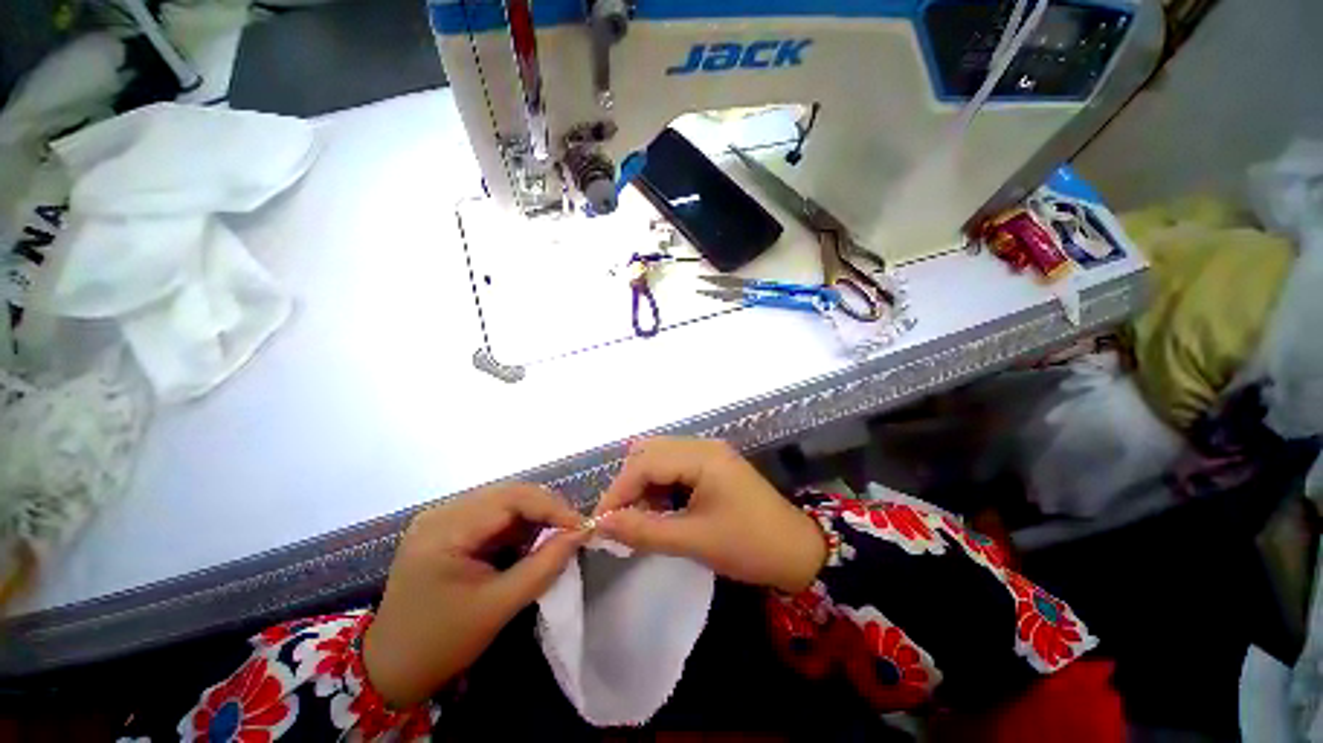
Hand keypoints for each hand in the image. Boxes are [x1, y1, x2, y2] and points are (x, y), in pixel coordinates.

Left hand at [364, 484, 587, 707]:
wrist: (390, 669)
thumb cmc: (441, 643)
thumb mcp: (498, 607)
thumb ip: (544, 566)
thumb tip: (581, 534)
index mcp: (445, 529)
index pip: (511, 499)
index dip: (552, 507)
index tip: (582, 526)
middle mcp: (442, 512)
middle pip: (508, 494)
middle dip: (546, 509)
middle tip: (573, 530)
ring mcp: (442, 517)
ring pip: (504, 501)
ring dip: (534, 516)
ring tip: (555, 537)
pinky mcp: (448, 527)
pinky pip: (494, 514)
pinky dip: (518, 526)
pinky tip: (527, 544)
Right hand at [592, 437, 825, 592]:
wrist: (796, 551)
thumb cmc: (748, 545)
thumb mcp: (693, 540)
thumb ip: (644, 530)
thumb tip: (601, 525)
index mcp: (702, 456)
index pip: (645, 463)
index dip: (618, 490)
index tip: (600, 522)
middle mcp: (703, 446)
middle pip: (650, 452)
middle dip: (629, 484)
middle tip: (620, 519)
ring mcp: (708, 453)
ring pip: (660, 458)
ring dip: (643, 484)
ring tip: (639, 518)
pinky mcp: (711, 465)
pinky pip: (674, 467)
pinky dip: (660, 486)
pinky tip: (660, 510)